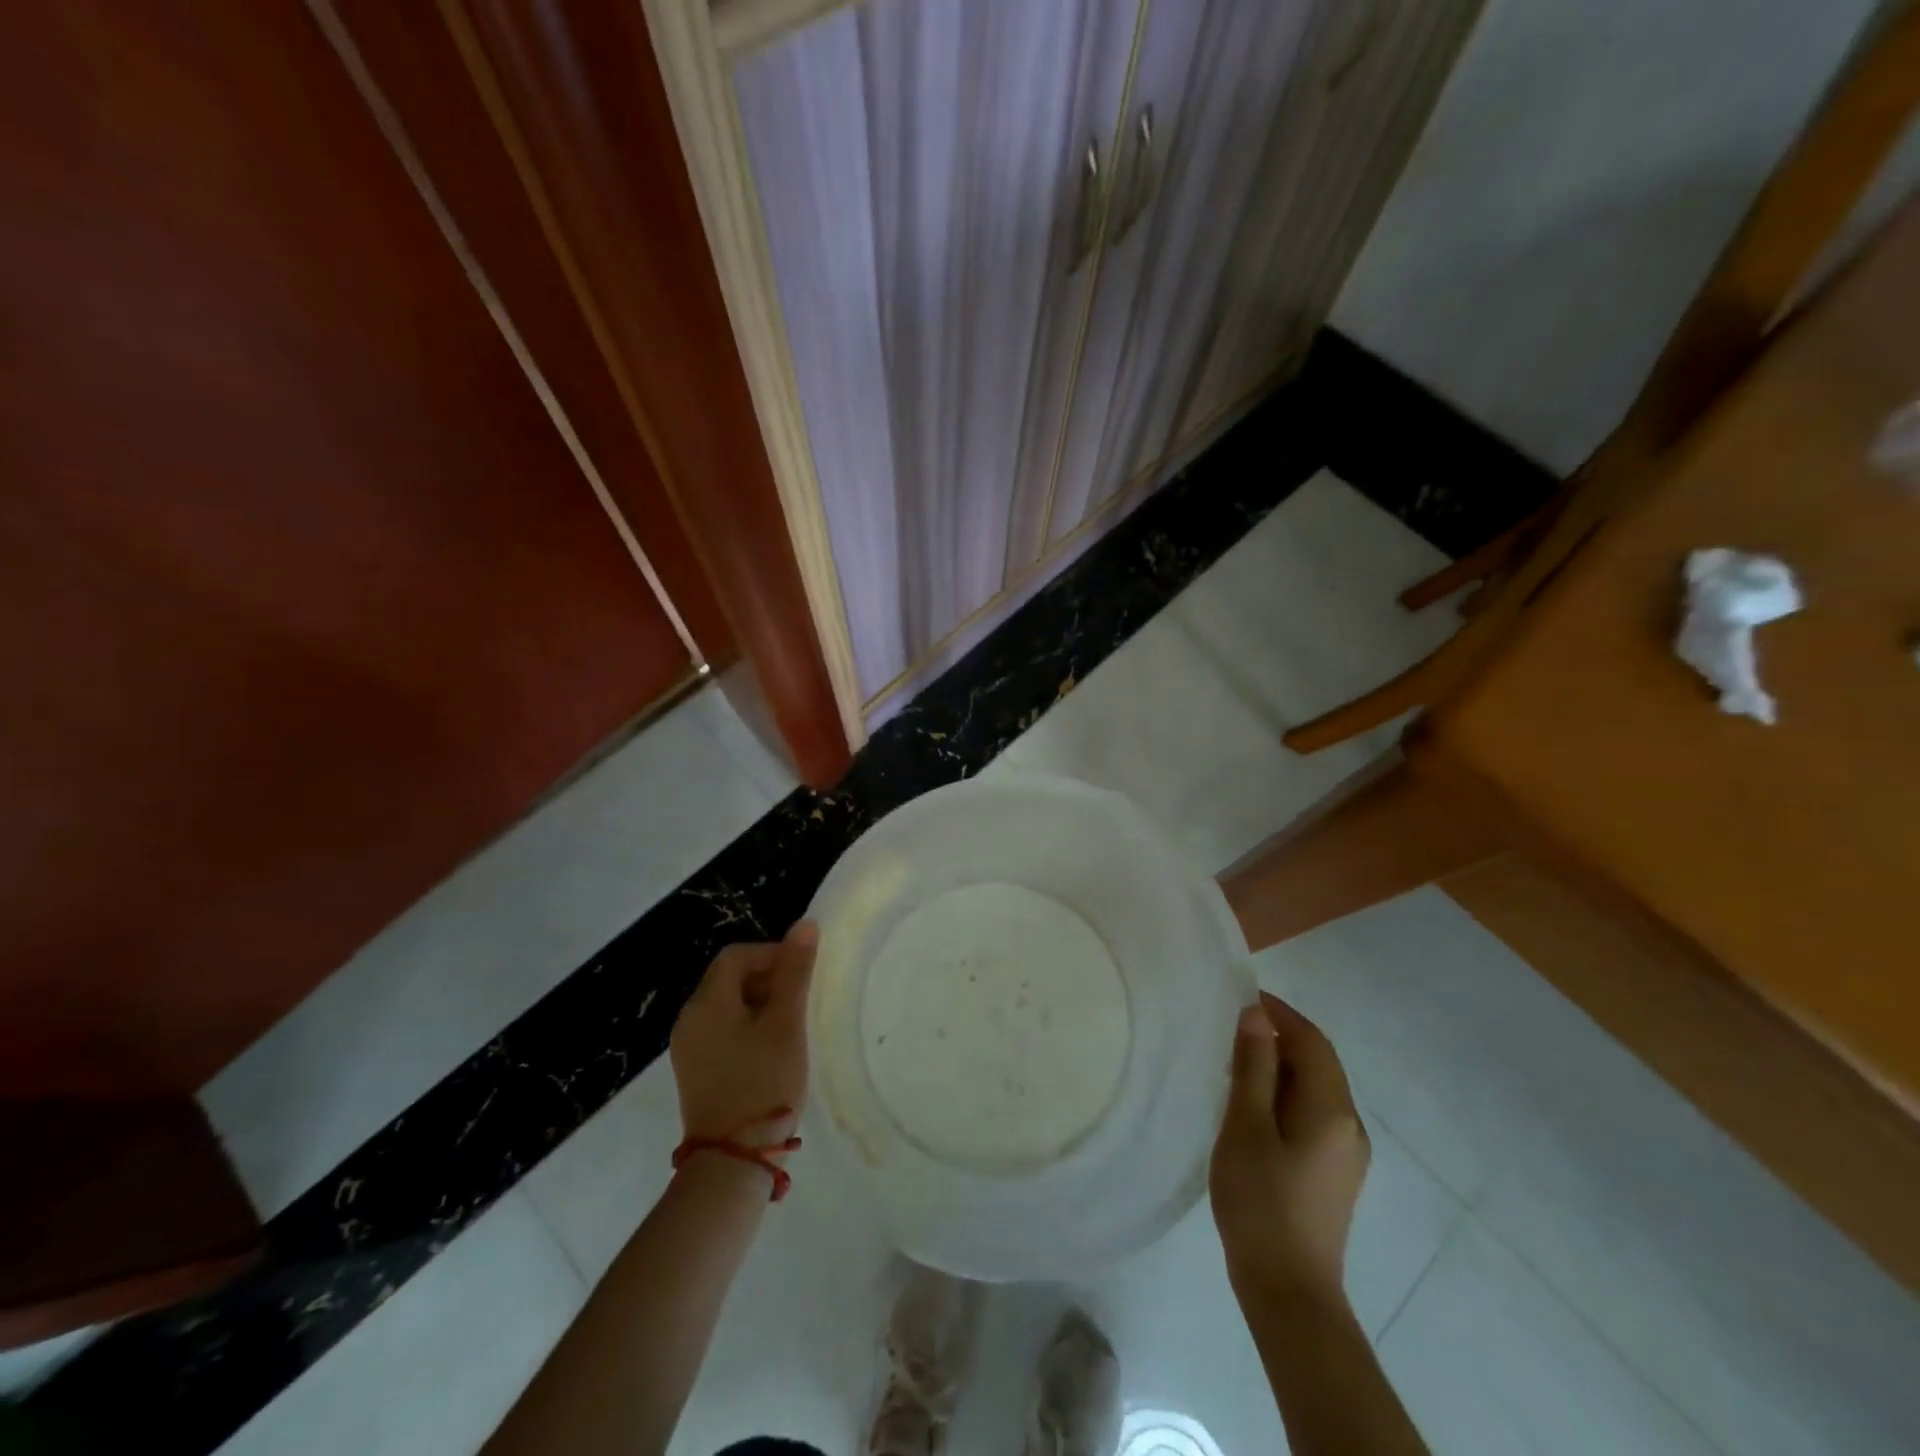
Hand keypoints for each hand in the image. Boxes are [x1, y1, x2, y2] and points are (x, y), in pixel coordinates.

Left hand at [670, 922, 817, 1146]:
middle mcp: (689, 1020)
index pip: (736, 956)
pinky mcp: (695, 1072)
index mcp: (706, 1003)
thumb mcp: (786, 1023)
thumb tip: (804, 924)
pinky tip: (771, 1050)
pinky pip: (722, 1032)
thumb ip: (795, 971)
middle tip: (800, 1001)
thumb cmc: (764, 1083)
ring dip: (760, 1005)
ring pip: (727, 1006)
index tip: (802, 974)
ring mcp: (688, 1049)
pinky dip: (748, 1028)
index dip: (772, 954)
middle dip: (768, 979)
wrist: (733, 1161)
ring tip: (791, 1027)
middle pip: (729, 978)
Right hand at [1209, 991, 1369, 1307]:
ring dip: (1279, 1065)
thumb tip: (1256, 1015)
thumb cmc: (1261, 1202)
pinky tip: (1252, 1105)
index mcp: (1332, 1110)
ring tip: (1233, 1061)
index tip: (1240, 995)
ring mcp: (1346, 1152)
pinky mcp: (1334, 1172)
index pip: (1312, 1041)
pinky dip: (1284, 1093)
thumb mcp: (1246, 1127)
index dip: (1279, 1012)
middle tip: (1229, 1027)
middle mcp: (1350, 1125)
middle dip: (1278, 1036)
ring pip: (1314, 1088)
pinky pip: (1312, 1113)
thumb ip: (1253, 1067)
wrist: (1288, 1292)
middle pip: (1318, 1062)